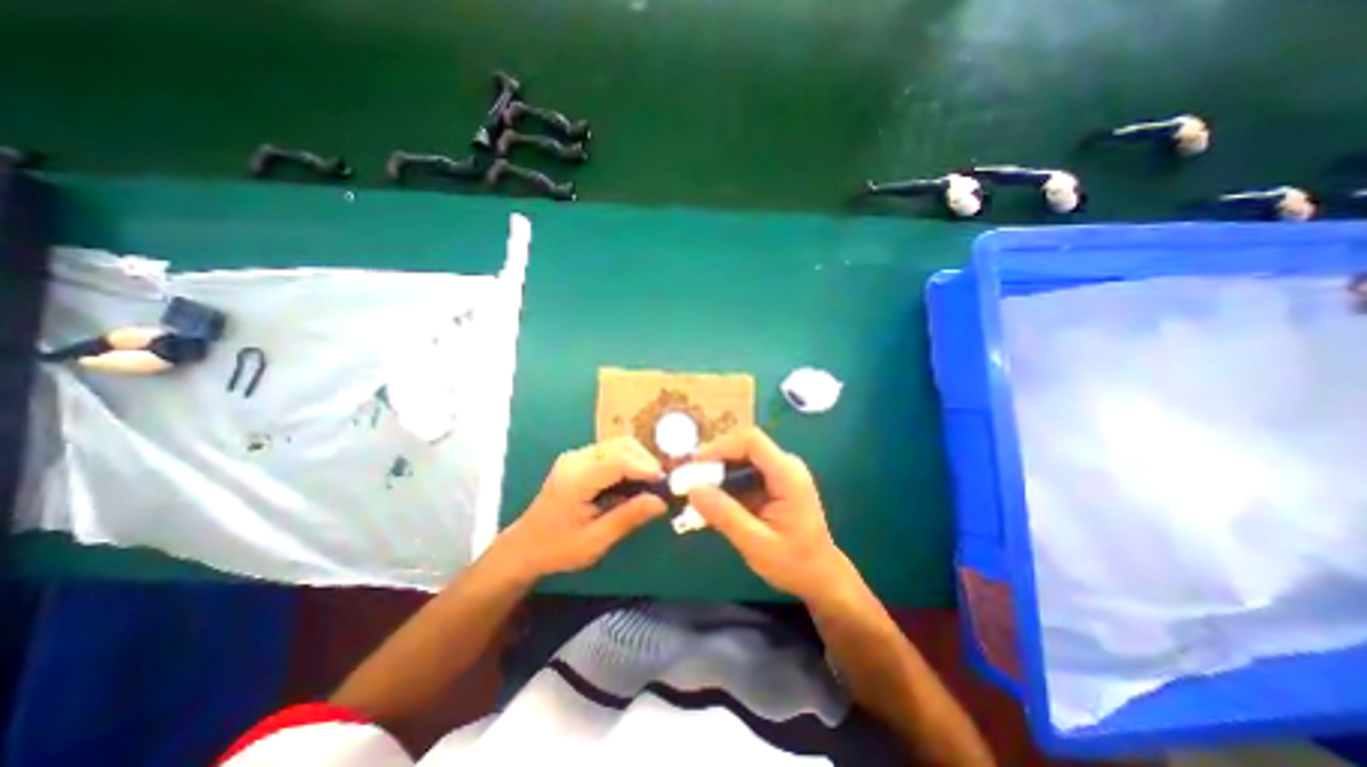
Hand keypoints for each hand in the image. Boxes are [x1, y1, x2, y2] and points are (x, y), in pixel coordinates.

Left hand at [500, 433, 671, 576]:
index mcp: (576, 479)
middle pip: (621, 445)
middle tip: (662, 484)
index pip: (619, 460)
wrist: (525, 546)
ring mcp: (576, 456)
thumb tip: (661, 502)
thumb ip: (628, 518)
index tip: (665, 483)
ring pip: (618, 445)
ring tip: (651, 483)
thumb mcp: (595, 541)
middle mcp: (576, 459)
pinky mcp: (579, 459)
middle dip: (646, 461)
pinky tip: (635, 481)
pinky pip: (611, 451)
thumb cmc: (558, 548)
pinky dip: (628, 462)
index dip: (645, 467)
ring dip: (638, 460)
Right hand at [689, 429, 850, 602]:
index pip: (751, 442)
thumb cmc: (794, 563)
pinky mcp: (773, 483)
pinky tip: (711, 501)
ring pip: (742, 459)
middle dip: (715, 460)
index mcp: (787, 475)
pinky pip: (745, 474)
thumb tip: (692, 490)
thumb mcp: (756, 543)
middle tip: (689, 478)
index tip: (695, 464)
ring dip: (718, 472)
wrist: (821, 577)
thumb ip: (725, 515)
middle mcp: (785, 466)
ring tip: (695, 490)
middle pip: (744, 447)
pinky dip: (726, 484)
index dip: (721, 447)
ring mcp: (780, 473)